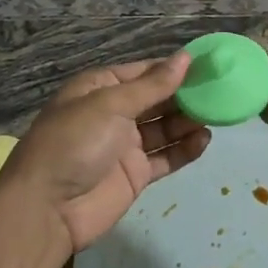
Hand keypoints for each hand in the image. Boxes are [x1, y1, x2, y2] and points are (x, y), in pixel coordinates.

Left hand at [0, 52, 211, 253]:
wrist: (47, 209)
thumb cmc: (74, 143)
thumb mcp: (110, 105)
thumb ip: (152, 85)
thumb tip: (185, 58)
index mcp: (100, 88)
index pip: (143, 72)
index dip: (173, 68)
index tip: (207, 65)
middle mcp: (113, 113)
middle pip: (156, 99)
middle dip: (185, 95)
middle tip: (220, 90)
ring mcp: (124, 145)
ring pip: (164, 128)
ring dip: (187, 121)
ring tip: (217, 114)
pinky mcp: (135, 174)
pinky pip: (165, 157)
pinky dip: (184, 149)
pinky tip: (204, 140)